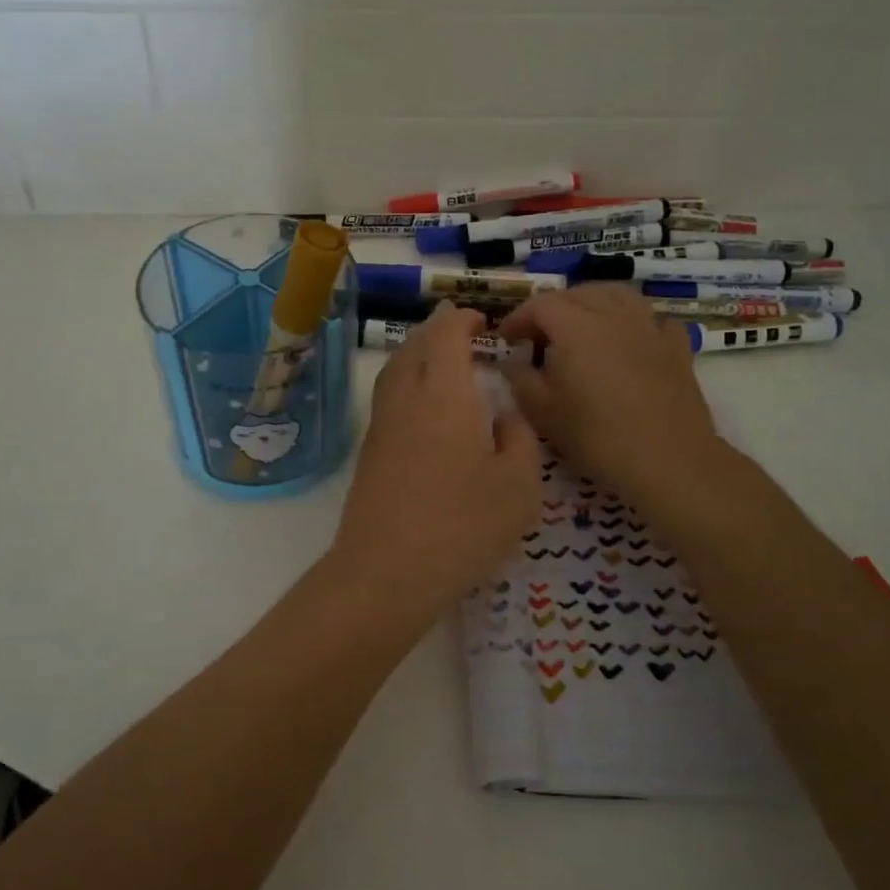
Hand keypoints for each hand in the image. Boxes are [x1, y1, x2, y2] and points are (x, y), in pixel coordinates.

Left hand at [327, 304, 539, 623]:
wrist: (386, 571)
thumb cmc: (462, 525)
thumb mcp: (519, 485)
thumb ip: (519, 439)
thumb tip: (504, 416)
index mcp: (444, 392)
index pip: (446, 333)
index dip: (462, 318)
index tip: (482, 320)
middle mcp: (406, 396)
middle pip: (415, 344)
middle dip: (439, 330)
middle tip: (466, 333)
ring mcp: (381, 423)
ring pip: (396, 368)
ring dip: (419, 353)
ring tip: (445, 361)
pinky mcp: (370, 450)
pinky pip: (388, 394)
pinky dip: (408, 380)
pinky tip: (426, 405)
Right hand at [497, 284, 729, 515]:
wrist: (669, 461)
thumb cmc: (597, 437)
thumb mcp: (543, 412)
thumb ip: (520, 379)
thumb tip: (512, 362)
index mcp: (576, 326)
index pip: (540, 304)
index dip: (518, 317)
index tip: (506, 339)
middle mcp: (613, 315)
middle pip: (578, 294)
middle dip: (552, 309)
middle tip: (539, 338)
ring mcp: (650, 328)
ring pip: (618, 295)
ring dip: (593, 302)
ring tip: (582, 326)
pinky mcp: (677, 347)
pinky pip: (653, 320)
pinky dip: (636, 323)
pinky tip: (631, 341)